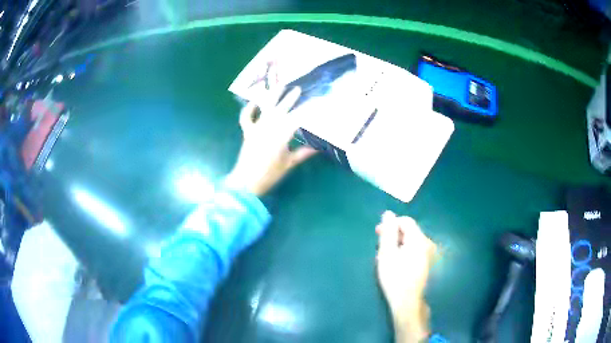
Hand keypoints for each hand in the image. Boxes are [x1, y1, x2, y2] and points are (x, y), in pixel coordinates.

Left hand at [225, 87, 316, 196]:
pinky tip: (254, 101)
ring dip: (272, 96)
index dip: (307, 111)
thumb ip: (303, 153)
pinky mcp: (247, 132)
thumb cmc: (270, 174)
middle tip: (298, 89)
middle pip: (281, 110)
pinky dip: (249, 109)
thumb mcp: (289, 163)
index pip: (297, 119)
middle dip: (290, 99)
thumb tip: (318, 148)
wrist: (246, 182)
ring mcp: (257, 128)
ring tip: (279, 85)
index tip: (315, 103)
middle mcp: (269, 127)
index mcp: (282, 135)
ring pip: (266, 108)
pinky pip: (246, 117)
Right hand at [375, 211, 436, 341]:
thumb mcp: (387, 253)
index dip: (391, 224)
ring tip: (386, 257)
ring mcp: (430, 254)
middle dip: (394, 235)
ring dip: (398, 244)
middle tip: (380, 247)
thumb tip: (388, 213)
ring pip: (412, 241)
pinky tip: (397, 263)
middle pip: (409, 231)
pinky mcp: (428, 263)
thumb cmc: (395, 277)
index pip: (406, 221)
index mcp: (419, 239)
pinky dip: (405, 252)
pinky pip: (415, 250)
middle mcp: (428, 243)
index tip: (378, 234)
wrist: (408, 301)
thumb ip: (388, 232)